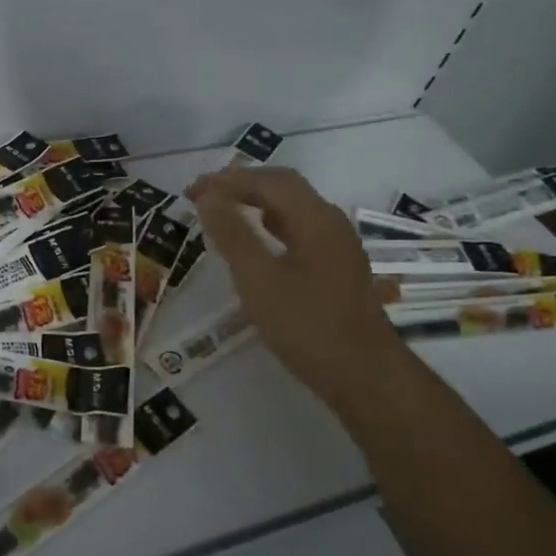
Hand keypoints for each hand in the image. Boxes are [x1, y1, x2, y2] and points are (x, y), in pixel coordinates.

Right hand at [187, 166, 401, 404]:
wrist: (364, 375)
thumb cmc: (307, 325)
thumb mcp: (258, 279)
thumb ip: (233, 234)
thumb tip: (209, 197)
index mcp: (315, 218)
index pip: (268, 181)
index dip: (227, 180)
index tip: (191, 192)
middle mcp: (330, 223)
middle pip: (284, 188)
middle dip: (241, 186)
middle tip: (203, 197)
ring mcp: (338, 246)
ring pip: (293, 209)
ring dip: (256, 203)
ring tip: (223, 212)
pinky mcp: (337, 268)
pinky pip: (299, 230)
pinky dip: (270, 225)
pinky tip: (256, 242)